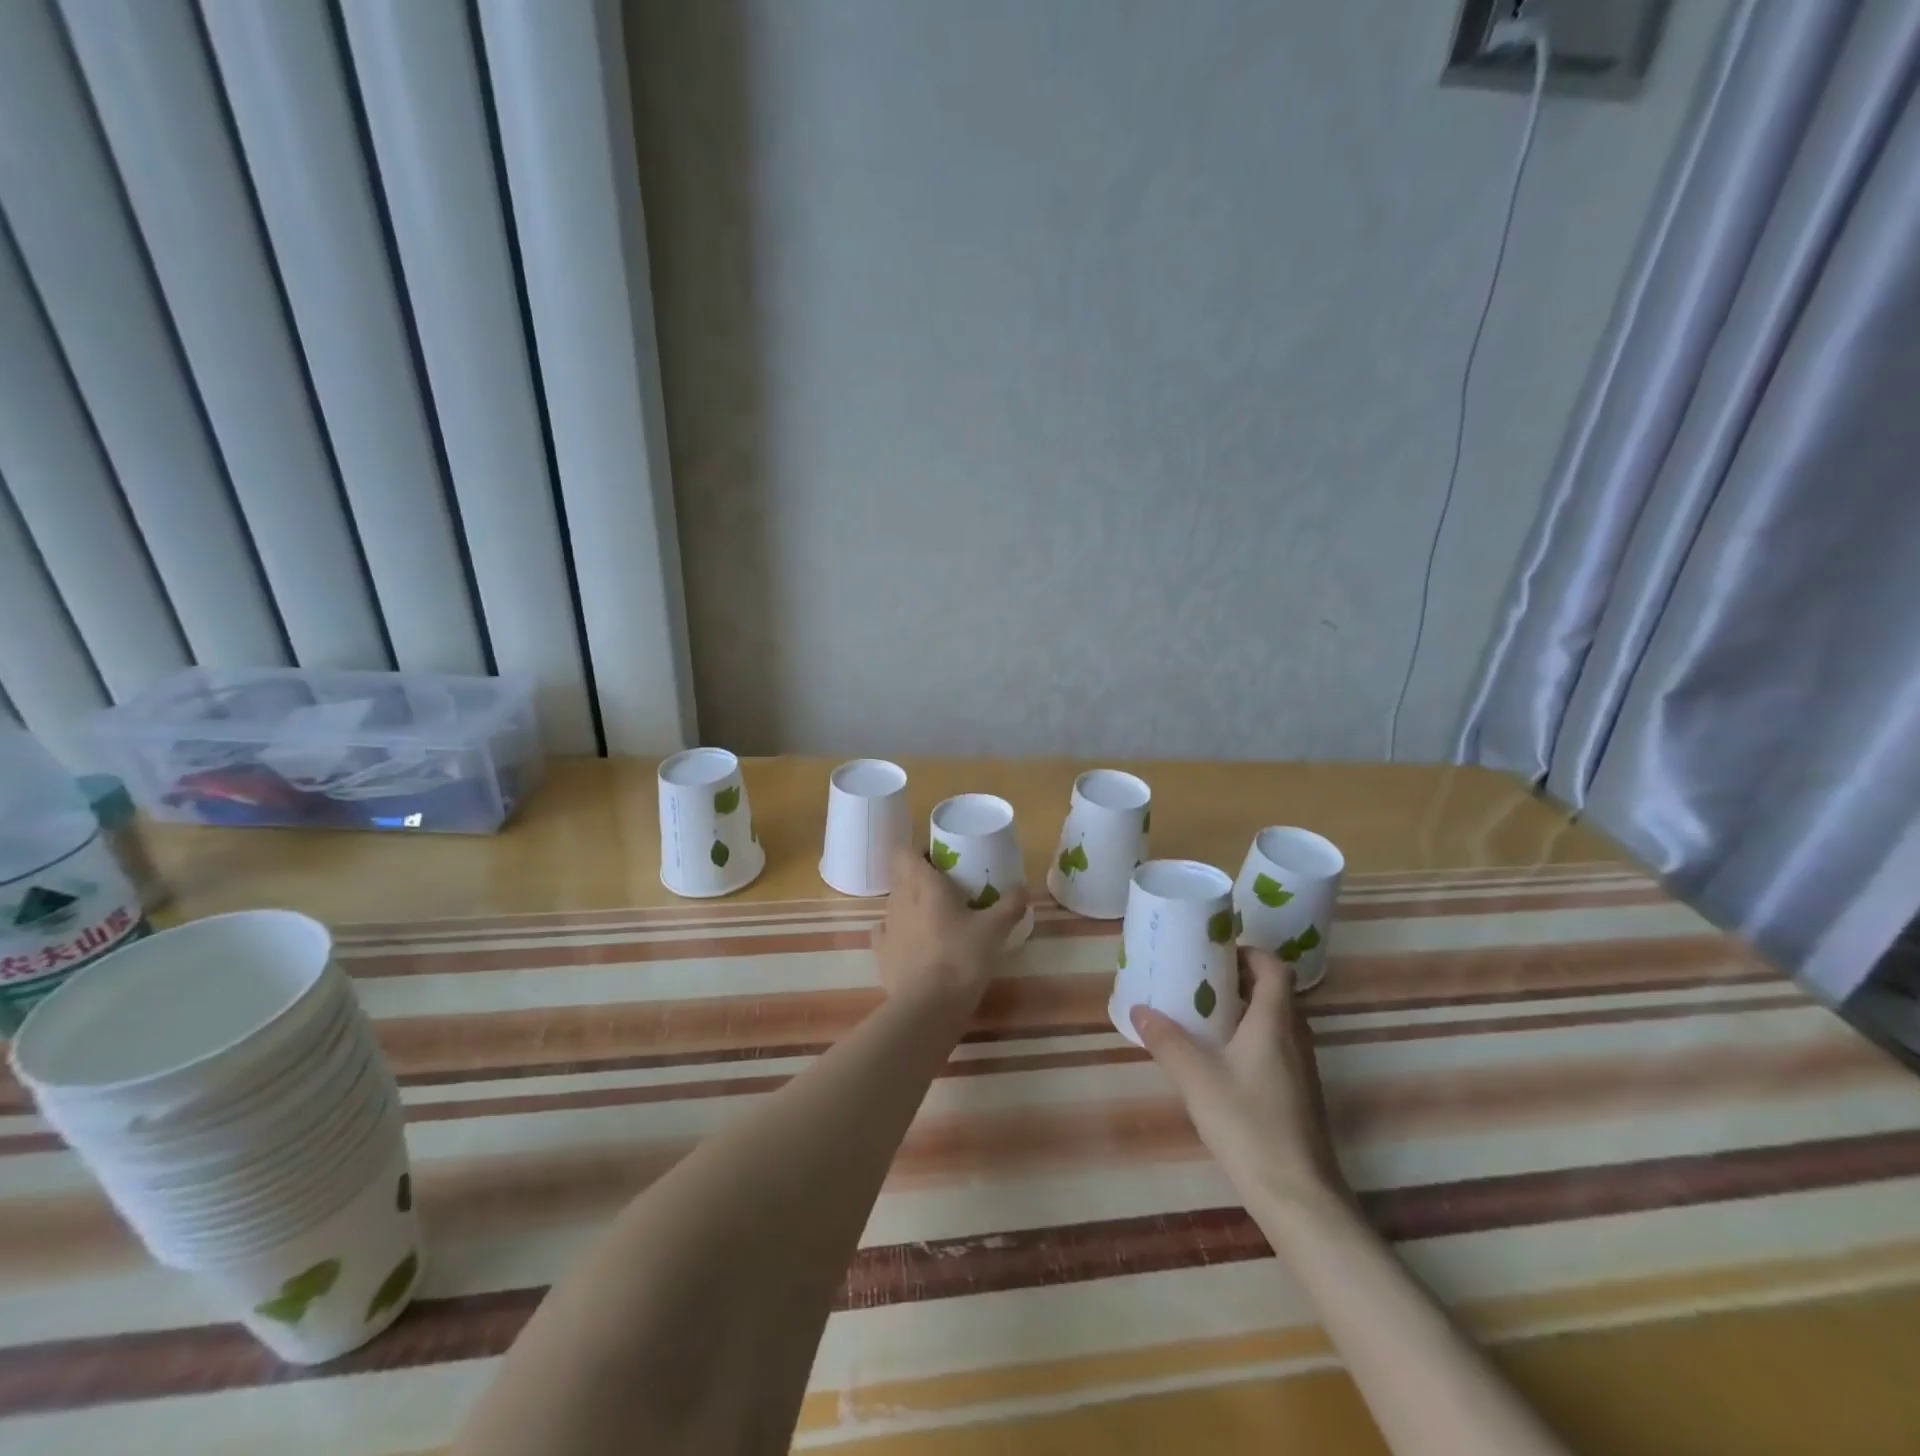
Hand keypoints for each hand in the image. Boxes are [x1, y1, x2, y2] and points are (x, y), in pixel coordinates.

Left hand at [871, 848, 1028, 1009]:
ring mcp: (887, 926)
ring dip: (910, 902)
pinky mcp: (881, 953)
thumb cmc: (961, 957)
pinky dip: (898, 930)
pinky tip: (912, 938)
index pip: (906, 852)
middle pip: (901, 875)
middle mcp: (900, 898)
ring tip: (935, 915)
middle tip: (946, 885)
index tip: (942, 859)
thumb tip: (1023, 888)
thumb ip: (1010, 905)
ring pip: (895, 902)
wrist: (929, 1006)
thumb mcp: (995, 930)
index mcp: (923, 884)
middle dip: (919, 875)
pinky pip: (886, 931)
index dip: (920, 851)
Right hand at [1131, 948, 1348, 1212]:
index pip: (1274, 968)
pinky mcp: (1299, 1096)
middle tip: (1199, 981)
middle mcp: (1295, 1038)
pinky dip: (1251, 1039)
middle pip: (1274, 993)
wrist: (1298, 1197)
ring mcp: (1302, 1069)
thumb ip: (1167, 1041)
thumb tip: (1140, 1009)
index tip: (1215, 953)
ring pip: (1275, 1022)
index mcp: (1275, 1022)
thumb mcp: (1197, 1079)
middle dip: (1239, 980)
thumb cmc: (1248, 1124)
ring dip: (1245, 1011)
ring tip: (1204, 1017)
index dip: (1249, 953)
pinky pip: (1276, 1048)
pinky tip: (1221, 1061)